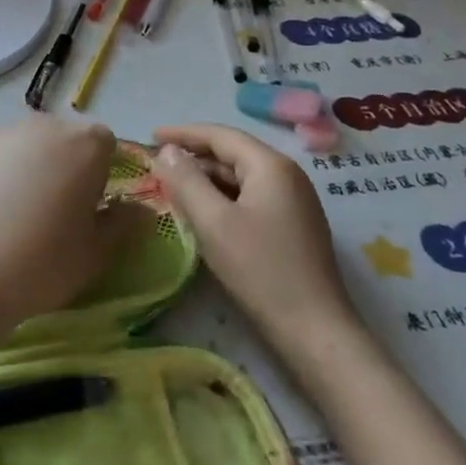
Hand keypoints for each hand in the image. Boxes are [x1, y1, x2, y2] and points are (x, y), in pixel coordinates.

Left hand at [0, 115, 145, 331]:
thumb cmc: (41, 262)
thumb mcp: (95, 253)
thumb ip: (123, 224)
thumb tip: (141, 210)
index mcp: (85, 144)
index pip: (106, 145)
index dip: (102, 175)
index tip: (89, 209)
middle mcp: (45, 125)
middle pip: (66, 139)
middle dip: (67, 166)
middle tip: (55, 213)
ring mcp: (3, 131)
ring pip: (30, 145)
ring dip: (32, 166)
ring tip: (17, 213)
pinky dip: (0, 172)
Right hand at [152, 123, 359, 359]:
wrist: (315, 331)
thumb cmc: (261, 270)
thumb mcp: (213, 222)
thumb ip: (186, 181)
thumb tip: (166, 151)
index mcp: (270, 166)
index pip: (220, 135)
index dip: (183, 133)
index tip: (150, 136)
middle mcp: (286, 175)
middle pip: (233, 153)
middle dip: (194, 156)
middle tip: (157, 164)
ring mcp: (294, 200)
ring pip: (241, 177)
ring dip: (207, 178)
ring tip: (173, 186)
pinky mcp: (294, 225)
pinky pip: (251, 197)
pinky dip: (223, 196)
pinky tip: (203, 211)